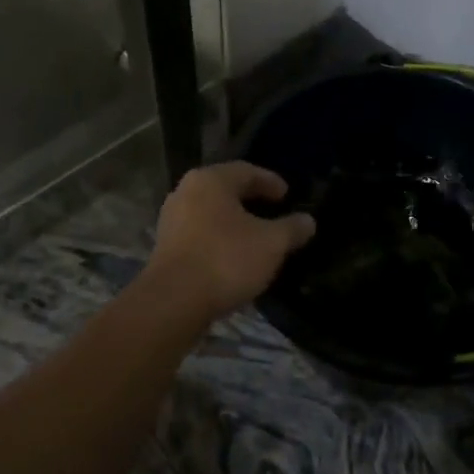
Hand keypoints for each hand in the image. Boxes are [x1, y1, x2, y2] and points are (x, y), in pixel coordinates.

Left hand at [146, 162, 315, 317]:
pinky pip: (199, 233)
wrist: (173, 302)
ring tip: (255, 236)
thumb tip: (308, 221)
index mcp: (211, 180)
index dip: (270, 181)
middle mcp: (186, 191)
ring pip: (210, 213)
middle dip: (251, 200)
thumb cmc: (226, 260)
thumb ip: (291, 229)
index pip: (246, 171)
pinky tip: (232, 256)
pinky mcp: (165, 247)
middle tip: (273, 211)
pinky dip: (218, 239)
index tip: (287, 195)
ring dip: (233, 222)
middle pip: (225, 189)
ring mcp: (171, 219)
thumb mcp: (271, 244)